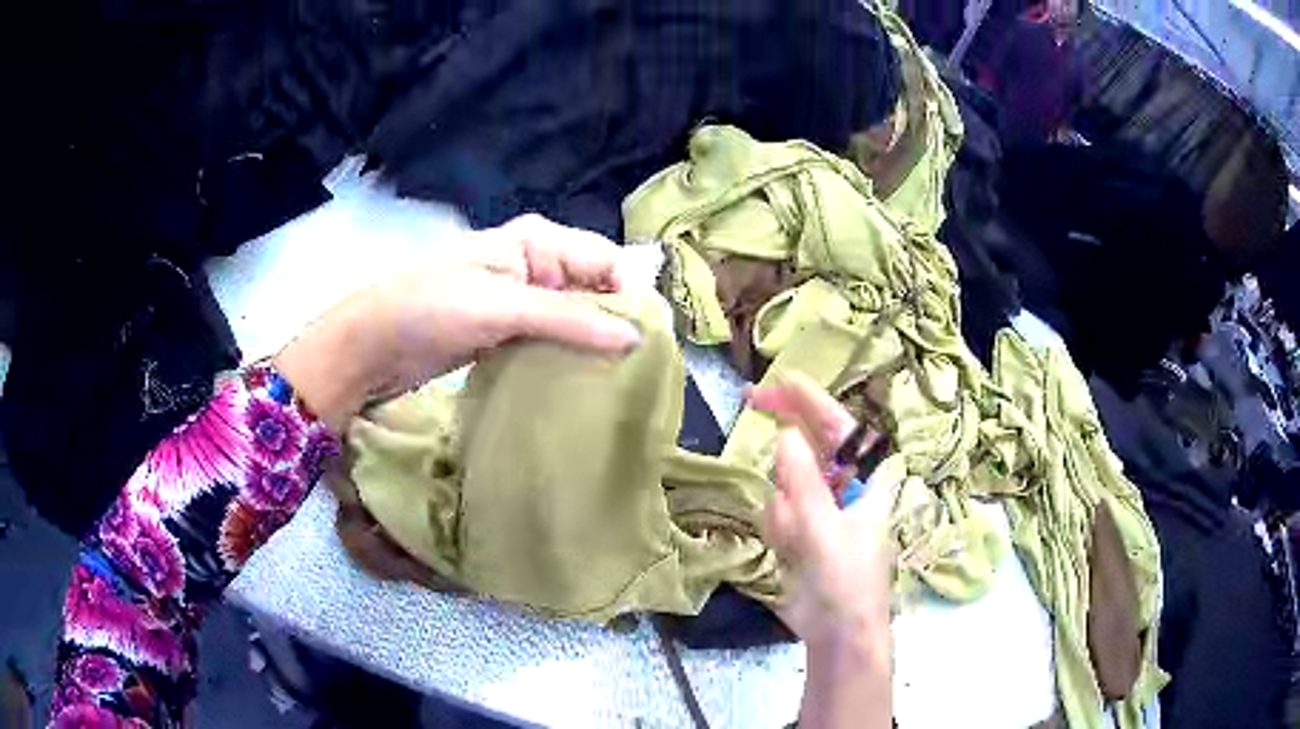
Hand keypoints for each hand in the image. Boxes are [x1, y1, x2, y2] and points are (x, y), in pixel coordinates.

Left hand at [277, 214, 641, 431]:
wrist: (369, 345)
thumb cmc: (429, 309)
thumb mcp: (501, 308)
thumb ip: (569, 318)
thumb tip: (636, 337)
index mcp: (538, 241)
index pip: (607, 260)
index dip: (633, 295)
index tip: (652, 342)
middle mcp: (536, 264)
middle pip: (595, 288)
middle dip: (618, 321)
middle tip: (642, 366)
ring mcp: (521, 299)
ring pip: (576, 316)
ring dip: (595, 342)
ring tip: (620, 378)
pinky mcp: (508, 331)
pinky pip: (553, 338)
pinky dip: (569, 355)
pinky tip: (584, 380)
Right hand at [750, 374, 897, 728]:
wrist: (837, 634)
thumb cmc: (847, 582)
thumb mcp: (825, 533)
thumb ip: (804, 484)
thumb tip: (785, 435)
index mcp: (868, 481)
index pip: (841, 428)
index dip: (813, 400)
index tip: (782, 378)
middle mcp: (846, 487)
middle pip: (812, 445)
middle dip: (787, 437)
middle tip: (750, 401)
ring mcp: (822, 509)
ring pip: (787, 482)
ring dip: (784, 508)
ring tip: (796, 541)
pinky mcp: (803, 531)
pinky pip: (778, 511)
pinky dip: (778, 528)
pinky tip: (789, 552)